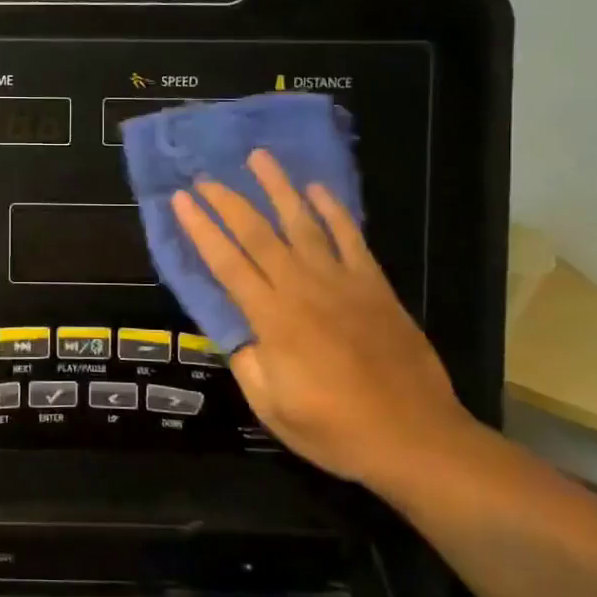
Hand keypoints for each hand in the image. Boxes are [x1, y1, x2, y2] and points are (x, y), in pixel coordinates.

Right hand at [171, 149, 480, 488]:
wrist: (415, 438)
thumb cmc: (335, 429)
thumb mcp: (271, 407)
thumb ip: (247, 360)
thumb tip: (231, 326)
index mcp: (272, 320)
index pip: (227, 263)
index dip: (201, 229)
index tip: (181, 200)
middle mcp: (302, 289)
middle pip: (258, 234)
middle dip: (228, 202)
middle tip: (206, 176)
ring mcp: (342, 282)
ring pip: (303, 223)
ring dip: (278, 189)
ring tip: (259, 158)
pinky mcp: (374, 286)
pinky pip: (350, 238)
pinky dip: (333, 211)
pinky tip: (318, 189)